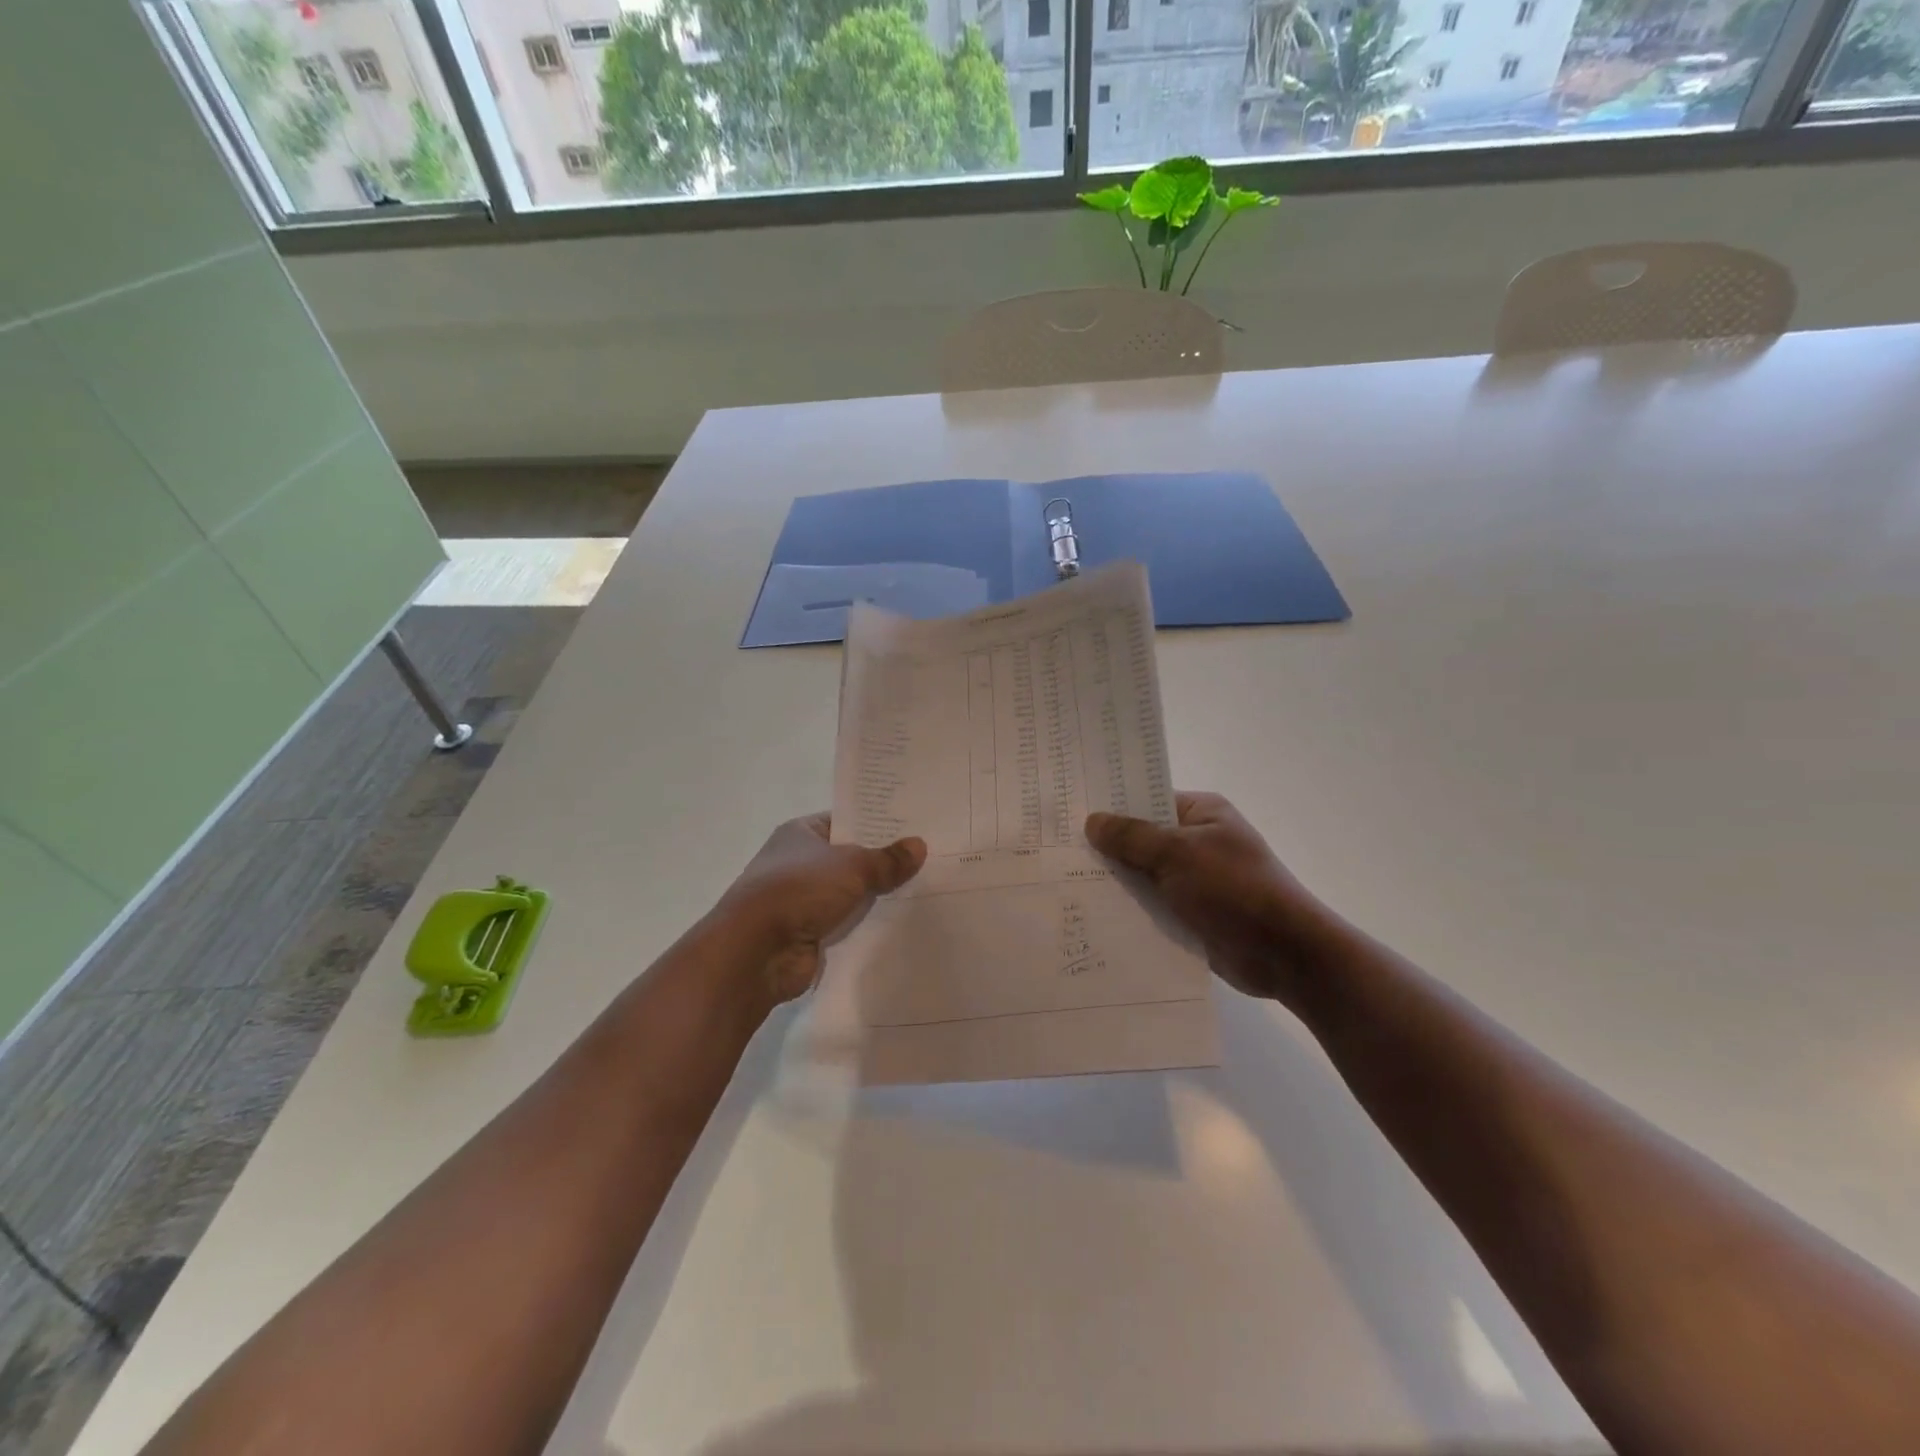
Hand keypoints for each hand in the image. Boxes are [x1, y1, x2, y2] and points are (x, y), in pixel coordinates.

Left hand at [713, 814, 925, 1007]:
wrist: (756, 951)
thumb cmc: (799, 890)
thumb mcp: (851, 866)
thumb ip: (886, 859)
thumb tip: (919, 845)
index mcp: (801, 833)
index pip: (845, 821)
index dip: (877, 823)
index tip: (915, 825)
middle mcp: (799, 862)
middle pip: (850, 858)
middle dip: (883, 862)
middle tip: (930, 858)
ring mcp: (802, 900)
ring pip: (851, 893)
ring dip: (877, 896)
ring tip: (926, 890)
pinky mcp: (809, 933)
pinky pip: (847, 924)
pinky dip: (867, 925)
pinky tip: (903, 923)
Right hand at [1086, 791, 1326, 1003]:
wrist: (1285, 955)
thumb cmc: (1234, 890)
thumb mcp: (1178, 854)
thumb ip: (1132, 837)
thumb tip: (1092, 821)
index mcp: (1201, 813)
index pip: (1147, 799)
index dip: (1111, 805)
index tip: (1068, 811)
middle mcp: (1197, 841)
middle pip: (1141, 838)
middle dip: (1106, 847)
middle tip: (1055, 849)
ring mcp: (1194, 879)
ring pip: (1143, 874)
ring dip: (1115, 881)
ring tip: (1062, 882)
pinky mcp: (1191, 913)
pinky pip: (1151, 904)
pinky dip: (1129, 908)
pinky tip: (1090, 913)